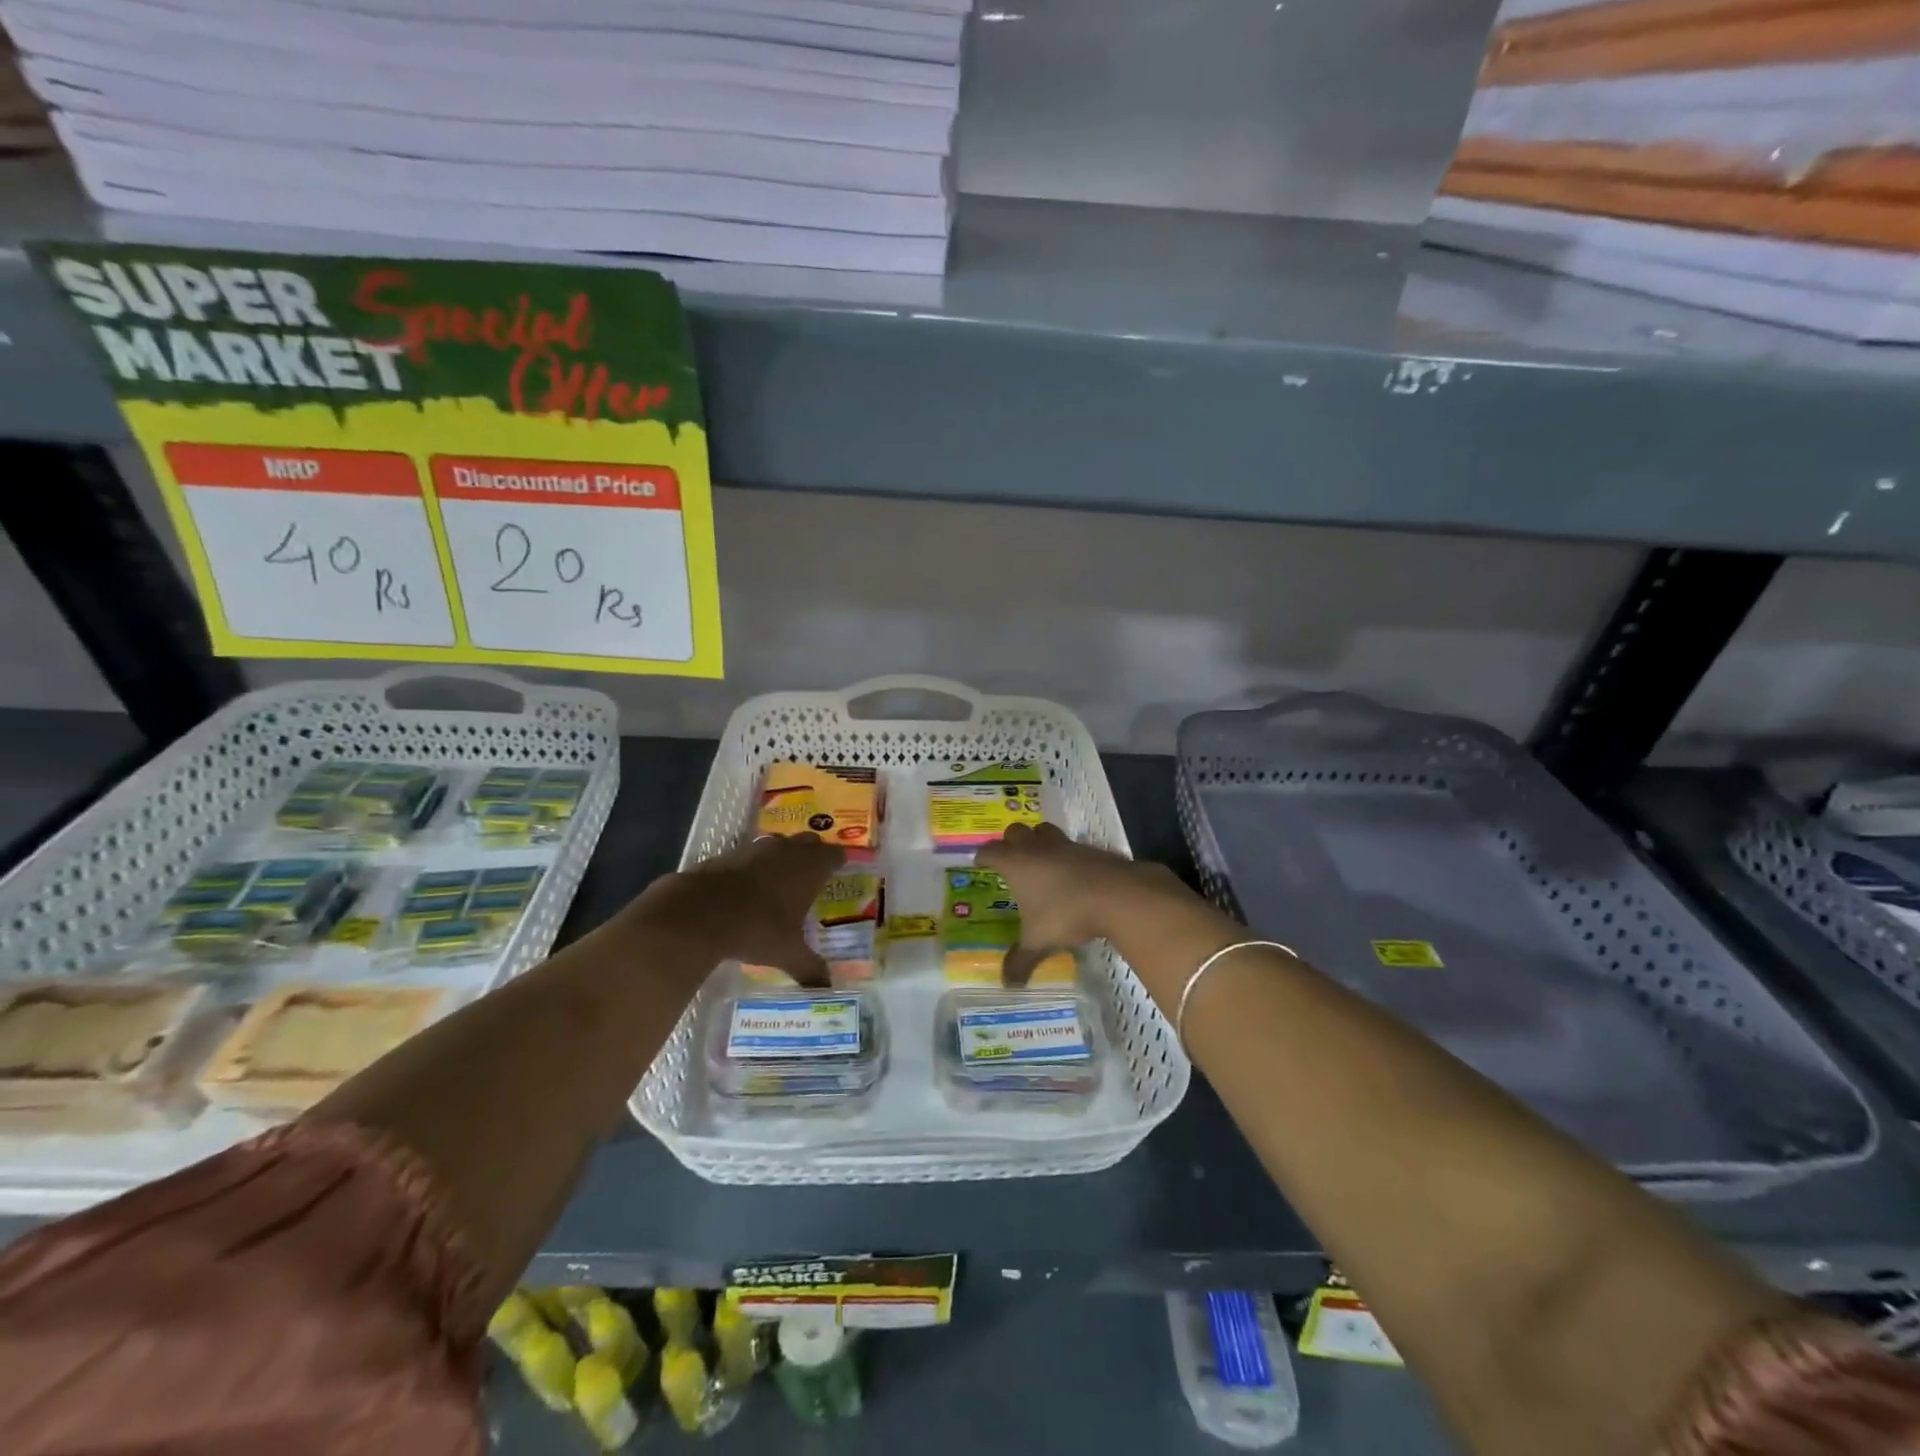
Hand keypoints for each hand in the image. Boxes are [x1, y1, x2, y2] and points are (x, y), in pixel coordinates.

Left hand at [626, 834, 844, 986]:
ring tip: (783, 879)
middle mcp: (787, 851)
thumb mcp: (787, 953)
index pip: (835, 854)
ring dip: (783, 856)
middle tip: (815, 872)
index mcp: (810, 869)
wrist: (699, 912)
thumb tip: (826, 989)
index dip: (839, 861)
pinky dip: (755, 865)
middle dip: (814, 853)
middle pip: (809, 842)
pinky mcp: (728, 854)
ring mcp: (756, 849)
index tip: (841, 869)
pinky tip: (749, 886)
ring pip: (779, 844)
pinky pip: (751, 854)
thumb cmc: (757, 928)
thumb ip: (810, 968)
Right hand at [974, 822, 1187, 984]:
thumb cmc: (1066, 914)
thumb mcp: (1039, 942)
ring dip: (1038, 840)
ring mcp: (1065, 845)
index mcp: (1016, 864)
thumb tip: (1007, 984)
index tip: (980, 862)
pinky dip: (1065, 855)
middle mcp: (1037, 848)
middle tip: (1010, 858)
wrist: (1116, 895)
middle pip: (1016, 831)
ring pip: (1044, 831)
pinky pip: (1071, 845)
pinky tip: (1070, 874)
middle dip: (1010, 841)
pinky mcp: (1089, 849)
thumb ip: (1020, 961)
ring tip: (1039, 860)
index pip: (991, 851)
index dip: (983, 856)